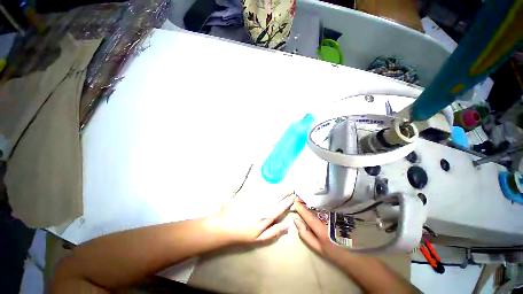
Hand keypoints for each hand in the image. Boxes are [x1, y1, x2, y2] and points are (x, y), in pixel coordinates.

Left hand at [208, 192, 295, 243]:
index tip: (293, 197)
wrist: (224, 226)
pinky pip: (258, 187)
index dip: (288, 201)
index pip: (280, 207)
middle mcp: (261, 206)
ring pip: (269, 191)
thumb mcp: (259, 238)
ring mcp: (254, 199)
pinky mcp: (247, 193)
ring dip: (277, 188)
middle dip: (285, 192)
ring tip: (283, 186)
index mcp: (265, 218)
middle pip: (276, 197)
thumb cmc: (242, 233)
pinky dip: (265, 185)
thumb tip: (287, 225)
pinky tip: (269, 184)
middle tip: (290, 188)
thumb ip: (274, 231)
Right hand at [293, 199, 346, 261]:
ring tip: (306, 199)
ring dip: (313, 202)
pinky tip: (317, 202)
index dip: (301, 208)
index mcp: (322, 230)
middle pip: (315, 208)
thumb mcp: (317, 247)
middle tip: (299, 197)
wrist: (354, 254)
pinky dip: (320, 204)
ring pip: (321, 206)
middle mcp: (329, 221)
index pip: (309, 216)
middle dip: (306, 202)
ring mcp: (336, 217)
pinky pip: (327, 207)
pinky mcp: (340, 214)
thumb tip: (296, 220)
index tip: (295, 202)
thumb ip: (305, 234)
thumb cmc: (333, 252)